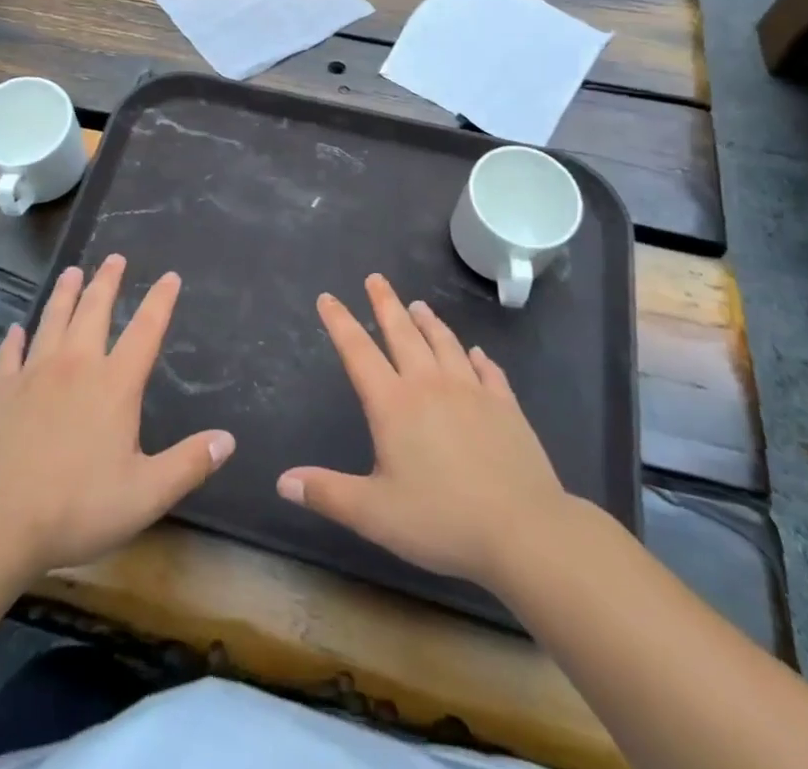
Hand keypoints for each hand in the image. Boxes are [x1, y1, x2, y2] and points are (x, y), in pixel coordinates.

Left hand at [0, 255, 233, 576]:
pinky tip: (17, 329)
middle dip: (108, 281)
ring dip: (64, 293)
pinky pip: (10, 352)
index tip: (170, 276)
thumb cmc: (75, 507)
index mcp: (115, 384)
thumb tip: (228, 439)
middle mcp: (76, 366)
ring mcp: (33, 373)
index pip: (145, 331)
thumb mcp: (145, 495)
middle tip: (114, 258)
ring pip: (53, 320)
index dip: (160, 301)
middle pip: (94, 311)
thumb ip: (188, 464)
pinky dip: (16, 338)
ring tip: (72, 272)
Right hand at [277, 274, 569, 592]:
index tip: (328, 298)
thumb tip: (283, 481)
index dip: (340, 322)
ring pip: (444, 343)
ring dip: (428, 321)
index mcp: (393, 404)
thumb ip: (327, 493)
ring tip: (418, 304)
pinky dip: (478, 357)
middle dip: (385, 303)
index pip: (358, 352)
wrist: (524, 530)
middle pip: (402, 333)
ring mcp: (471, 391)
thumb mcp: (374, 514)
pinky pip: (488, 370)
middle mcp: (429, 385)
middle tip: (375, 279)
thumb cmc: (442, 520)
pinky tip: (476, 352)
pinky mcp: (505, 405)